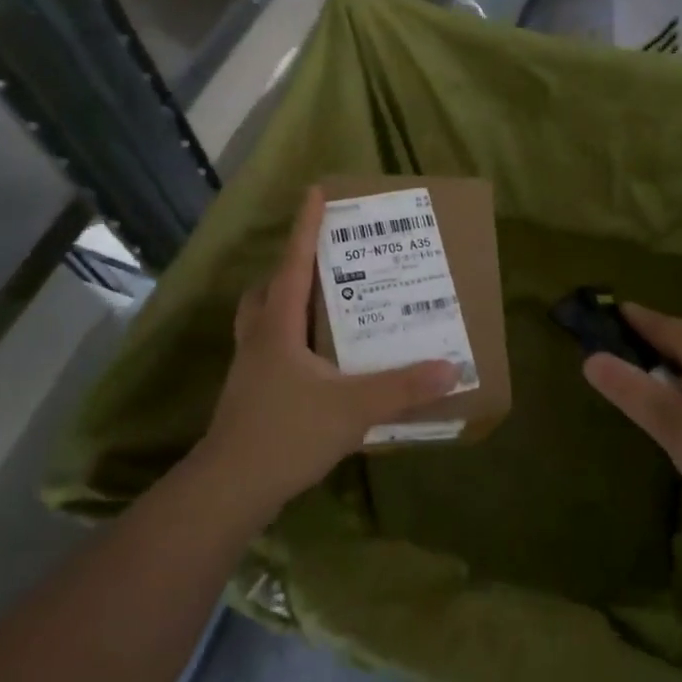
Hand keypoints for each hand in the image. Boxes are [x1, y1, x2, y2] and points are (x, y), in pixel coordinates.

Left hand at [196, 186, 458, 515]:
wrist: (229, 489)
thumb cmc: (286, 433)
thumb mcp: (353, 408)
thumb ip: (403, 388)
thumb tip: (452, 367)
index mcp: (278, 326)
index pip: (293, 263)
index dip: (305, 226)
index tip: (315, 191)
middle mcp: (259, 338)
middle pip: (269, 288)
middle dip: (292, 266)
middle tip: (324, 259)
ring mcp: (250, 369)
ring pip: (263, 319)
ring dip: (286, 303)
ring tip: (322, 304)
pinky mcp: (250, 396)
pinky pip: (270, 350)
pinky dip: (290, 340)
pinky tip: (317, 361)